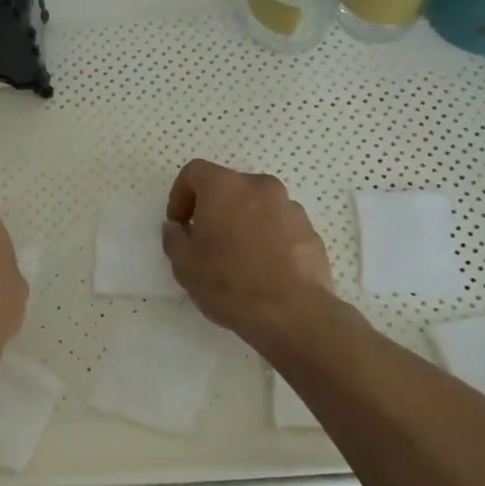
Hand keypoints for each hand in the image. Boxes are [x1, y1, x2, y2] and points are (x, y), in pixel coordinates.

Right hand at [161, 160, 333, 345]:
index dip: (180, 195)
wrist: (293, 313)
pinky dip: (268, 237)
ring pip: (257, 205)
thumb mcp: (184, 265)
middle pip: (229, 187)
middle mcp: (259, 186)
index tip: (179, 224)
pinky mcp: (310, 230)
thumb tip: (176, 227)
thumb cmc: (230, 283)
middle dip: (213, 208)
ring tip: (238, 257)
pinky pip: (280, 225)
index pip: (194, 172)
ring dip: (243, 222)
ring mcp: (290, 207)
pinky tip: (264, 268)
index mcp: (225, 187)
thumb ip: (174, 238)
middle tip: (206, 241)